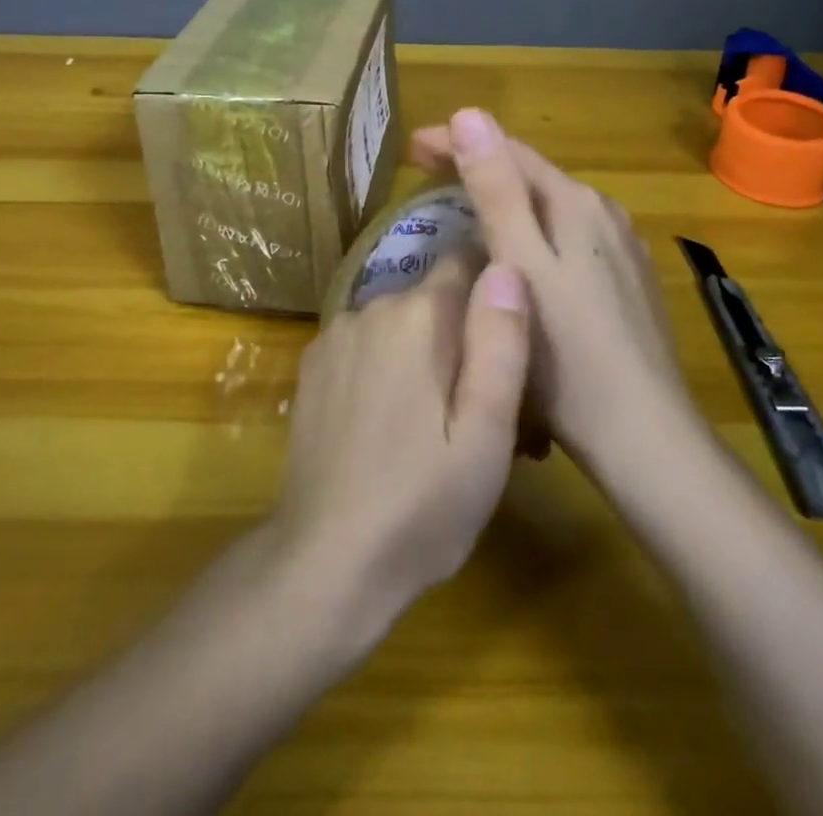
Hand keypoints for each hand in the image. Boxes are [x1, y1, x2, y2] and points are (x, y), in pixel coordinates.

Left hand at [270, 254, 532, 629]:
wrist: (325, 561)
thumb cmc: (422, 504)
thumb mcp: (486, 434)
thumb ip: (500, 342)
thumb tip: (507, 266)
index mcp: (419, 314)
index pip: (466, 261)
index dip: (494, 290)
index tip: (509, 337)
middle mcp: (373, 306)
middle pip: (434, 298)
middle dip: (461, 333)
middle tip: (482, 404)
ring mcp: (336, 334)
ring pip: (399, 322)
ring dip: (422, 351)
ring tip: (437, 422)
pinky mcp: (313, 365)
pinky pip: (366, 344)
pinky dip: (385, 364)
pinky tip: (389, 422)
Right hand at [409, 109, 689, 469]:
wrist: (644, 437)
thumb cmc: (568, 355)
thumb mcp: (520, 265)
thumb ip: (496, 189)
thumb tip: (470, 115)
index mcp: (576, 203)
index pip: (509, 151)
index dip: (457, 141)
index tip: (411, 147)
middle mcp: (604, 213)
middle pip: (531, 175)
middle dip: (478, 166)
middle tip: (424, 175)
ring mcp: (621, 248)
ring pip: (550, 207)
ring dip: (503, 198)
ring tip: (459, 209)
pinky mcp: (626, 281)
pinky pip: (567, 237)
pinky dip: (531, 230)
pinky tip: (516, 255)